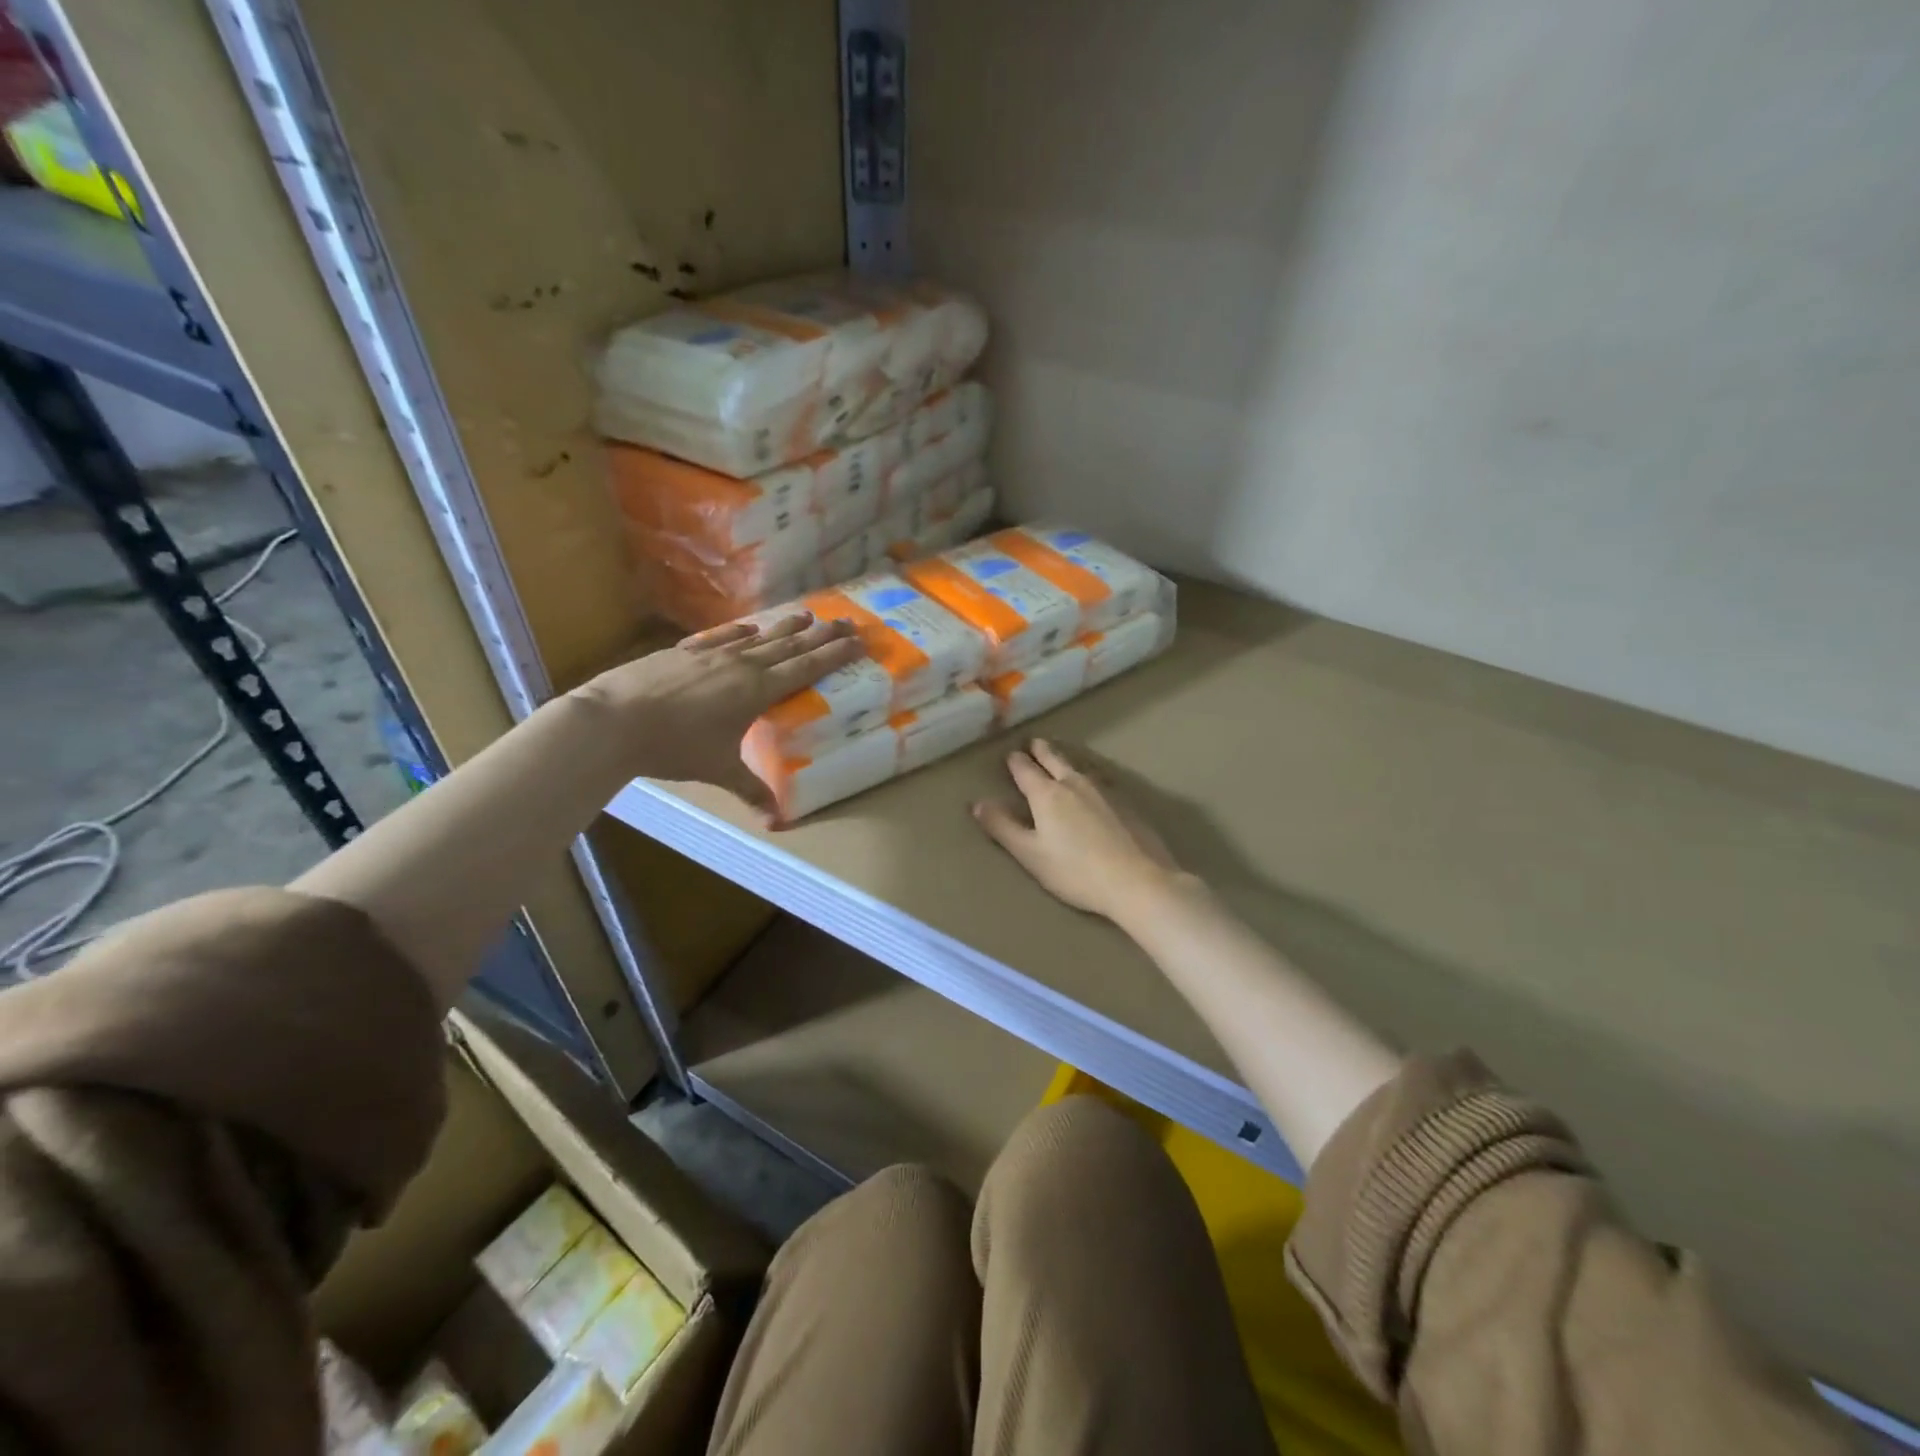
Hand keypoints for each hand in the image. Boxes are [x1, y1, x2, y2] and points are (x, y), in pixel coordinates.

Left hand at [579, 613, 862, 812]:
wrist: (614, 721)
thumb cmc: (675, 747)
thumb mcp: (719, 770)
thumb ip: (751, 790)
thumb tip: (776, 821)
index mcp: (757, 690)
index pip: (806, 667)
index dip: (834, 654)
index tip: (857, 640)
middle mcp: (741, 665)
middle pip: (790, 646)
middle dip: (820, 635)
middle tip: (845, 622)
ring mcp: (711, 654)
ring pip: (759, 637)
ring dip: (785, 627)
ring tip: (807, 615)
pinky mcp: (684, 652)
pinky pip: (722, 637)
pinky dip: (740, 632)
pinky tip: (749, 628)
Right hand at [973, 739, 1182, 919]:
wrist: (1138, 880)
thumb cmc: (1076, 872)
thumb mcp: (1031, 855)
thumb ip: (1003, 827)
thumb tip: (977, 803)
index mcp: (1046, 794)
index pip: (1025, 770)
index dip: (1016, 762)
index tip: (1011, 754)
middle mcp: (1074, 783)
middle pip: (1054, 760)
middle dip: (1041, 751)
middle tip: (1035, 742)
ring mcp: (1104, 790)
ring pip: (1078, 767)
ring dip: (1065, 759)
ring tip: (1059, 757)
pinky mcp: (1126, 803)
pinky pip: (1100, 779)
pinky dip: (1088, 775)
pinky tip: (1093, 784)